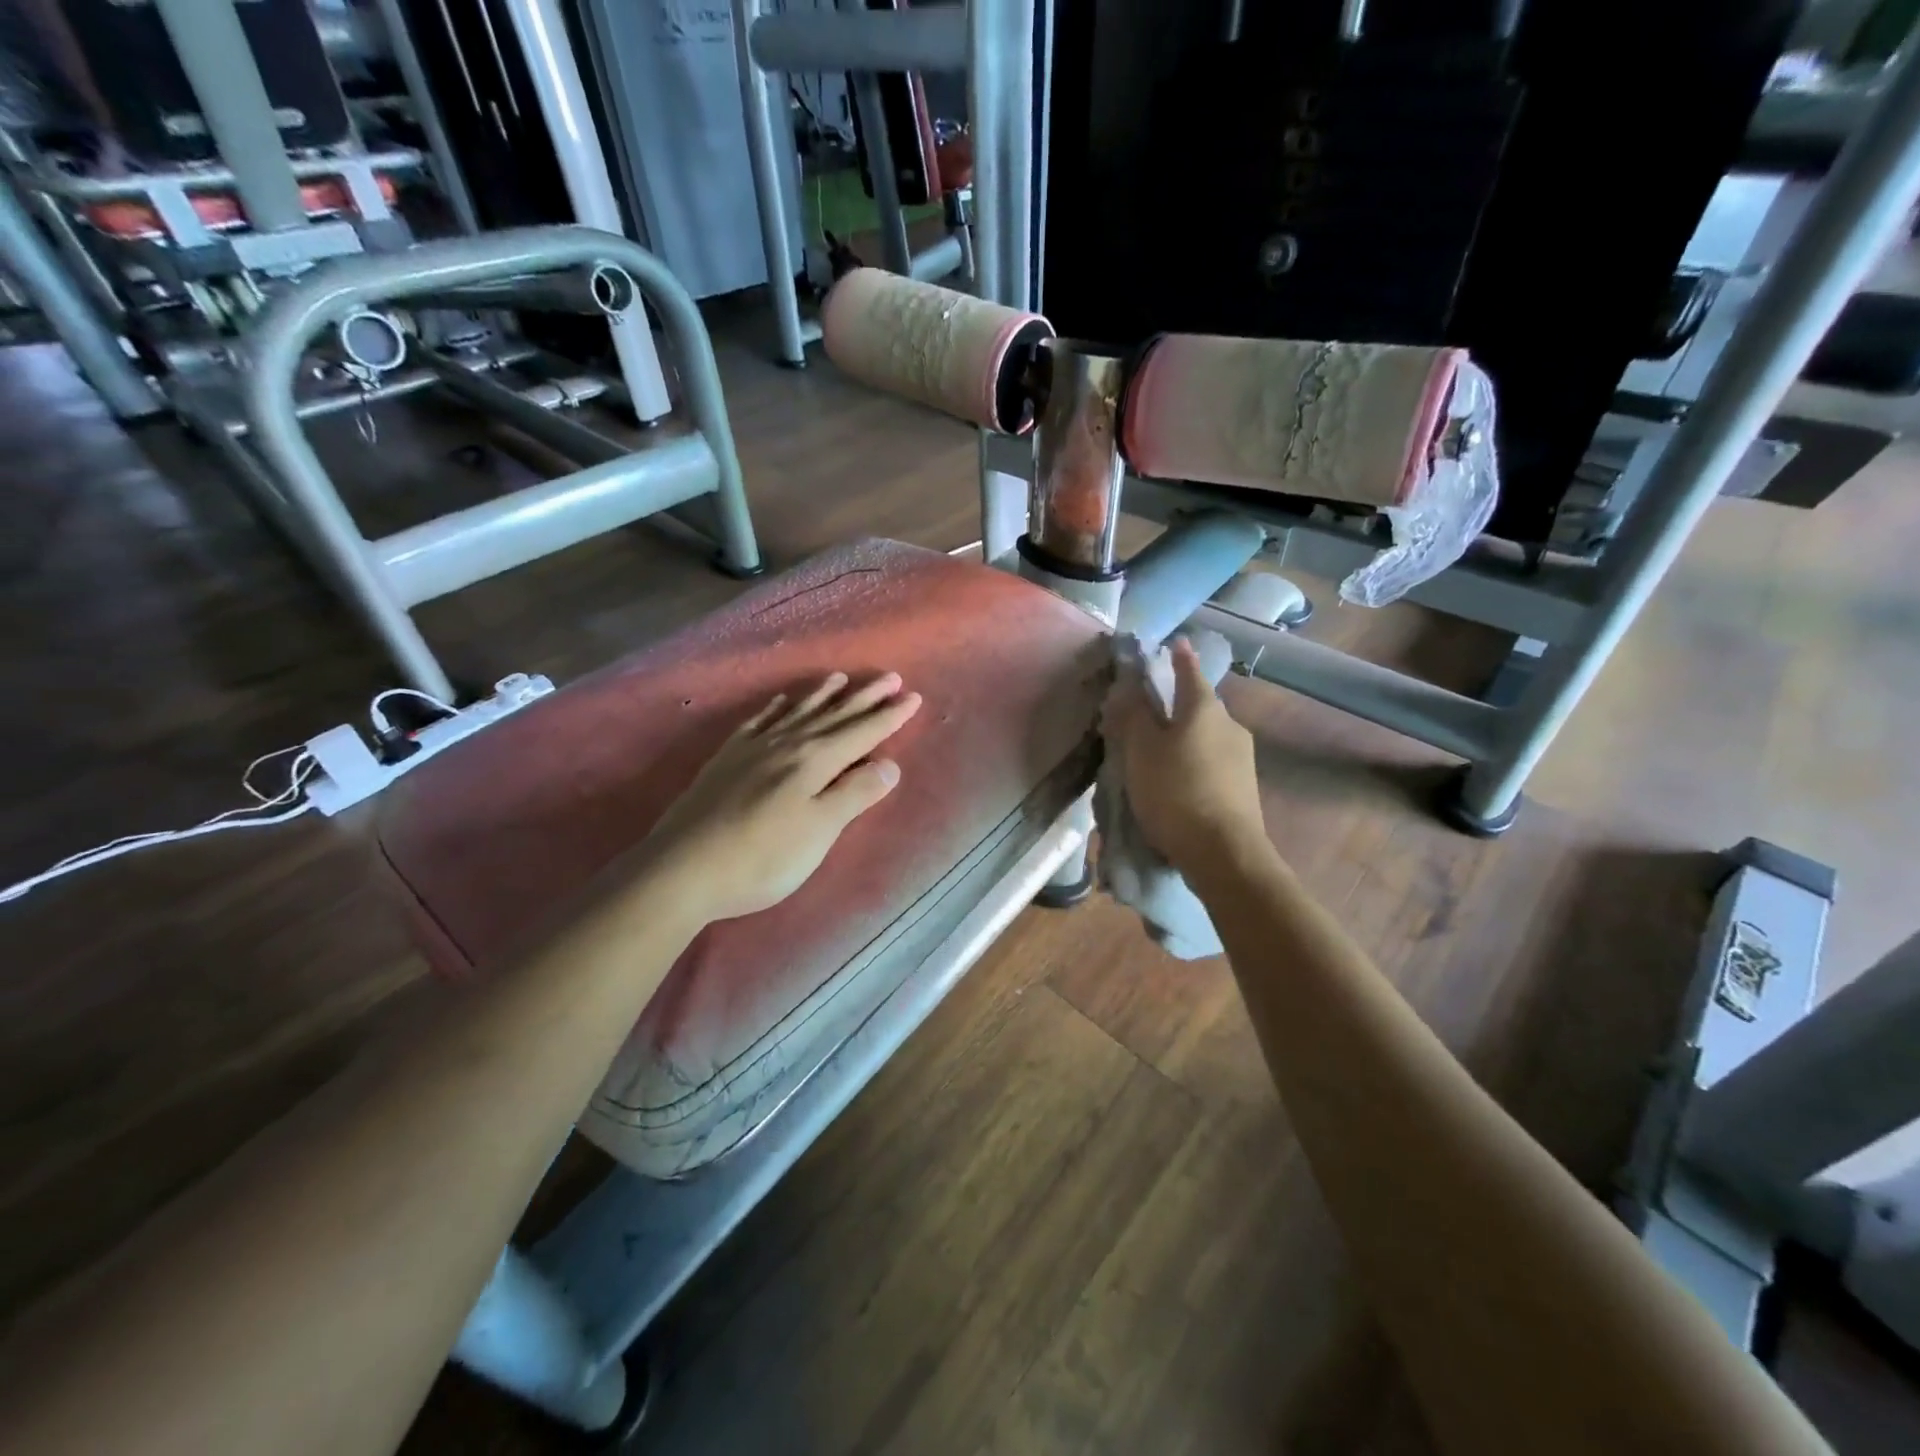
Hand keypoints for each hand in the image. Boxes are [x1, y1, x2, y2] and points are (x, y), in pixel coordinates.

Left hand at [641, 672, 922, 924]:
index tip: (913, 696)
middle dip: (864, 698)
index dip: (889, 716)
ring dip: (822, 695)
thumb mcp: (818, 832)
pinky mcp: (727, 760)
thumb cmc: (761, 858)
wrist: (682, 868)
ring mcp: (753, 749)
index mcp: (814, 762)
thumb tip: (889, 764)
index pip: (862, 732)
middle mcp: (787, 744)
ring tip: (840, 678)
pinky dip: (776, 708)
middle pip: (834, 715)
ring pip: (797, 712)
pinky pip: (759, 722)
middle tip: (889, 677)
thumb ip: (854, 794)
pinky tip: (781, 701)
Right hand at [1103, 639, 1268, 875]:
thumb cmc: (1176, 792)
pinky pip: (1211, 761)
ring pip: (1205, 736)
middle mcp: (1230, 726)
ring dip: (1183, 738)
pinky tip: (1177, 781)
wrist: (1224, 853)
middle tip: (1147, 713)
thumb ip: (1133, 715)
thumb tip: (1128, 685)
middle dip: (1174, 706)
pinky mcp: (1243, 788)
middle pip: (1198, 707)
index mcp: (1205, 709)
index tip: (1175, 642)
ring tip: (1156, 754)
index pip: (1190, 672)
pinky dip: (1192, 761)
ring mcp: (1242, 758)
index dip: (1179, 657)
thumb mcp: (1142, 751)